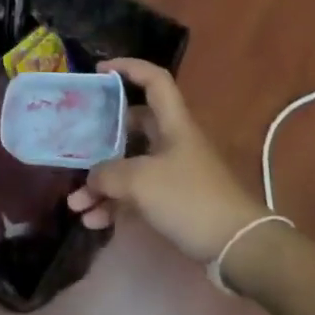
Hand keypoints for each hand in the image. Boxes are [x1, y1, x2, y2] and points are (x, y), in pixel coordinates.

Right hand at [68, 60, 262, 263]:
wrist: (237, 247)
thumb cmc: (190, 200)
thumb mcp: (140, 181)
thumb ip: (107, 173)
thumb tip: (91, 177)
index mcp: (173, 124)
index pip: (154, 80)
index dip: (128, 67)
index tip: (99, 71)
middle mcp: (172, 143)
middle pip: (132, 127)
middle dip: (100, 139)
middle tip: (77, 145)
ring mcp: (173, 173)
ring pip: (128, 167)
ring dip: (100, 184)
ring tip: (76, 205)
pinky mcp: (172, 201)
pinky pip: (134, 195)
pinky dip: (113, 205)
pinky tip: (94, 222)